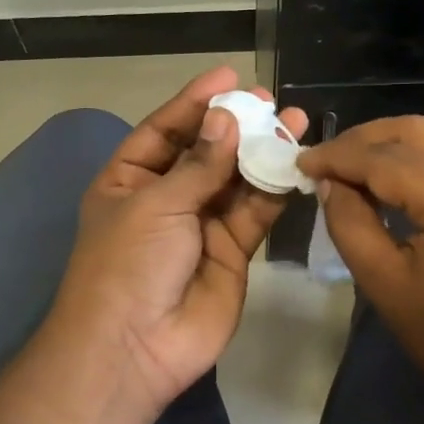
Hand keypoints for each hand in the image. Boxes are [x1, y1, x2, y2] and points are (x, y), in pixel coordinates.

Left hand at [47, 66, 306, 411]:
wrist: (135, 347)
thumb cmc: (127, 264)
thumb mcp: (156, 204)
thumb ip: (199, 164)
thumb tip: (227, 118)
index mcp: (129, 181)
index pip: (164, 130)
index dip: (195, 102)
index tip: (228, 75)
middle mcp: (166, 198)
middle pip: (206, 151)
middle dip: (235, 125)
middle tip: (268, 100)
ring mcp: (201, 225)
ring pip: (237, 179)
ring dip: (262, 152)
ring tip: (294, 121)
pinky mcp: (233, 251)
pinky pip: (255, 212)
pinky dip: (274, 188)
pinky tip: (296, 161)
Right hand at [297, 117, 423, 416]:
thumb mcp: (386, 284)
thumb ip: (350, 223)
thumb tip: (329, 183)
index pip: (386, 159)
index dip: (337, 157)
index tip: (300, 163)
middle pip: (414, 132)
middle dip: (362, 140)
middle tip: (322, 161)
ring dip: (388, 145)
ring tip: (347, 168)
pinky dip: (415, 159)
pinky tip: (386, 179)